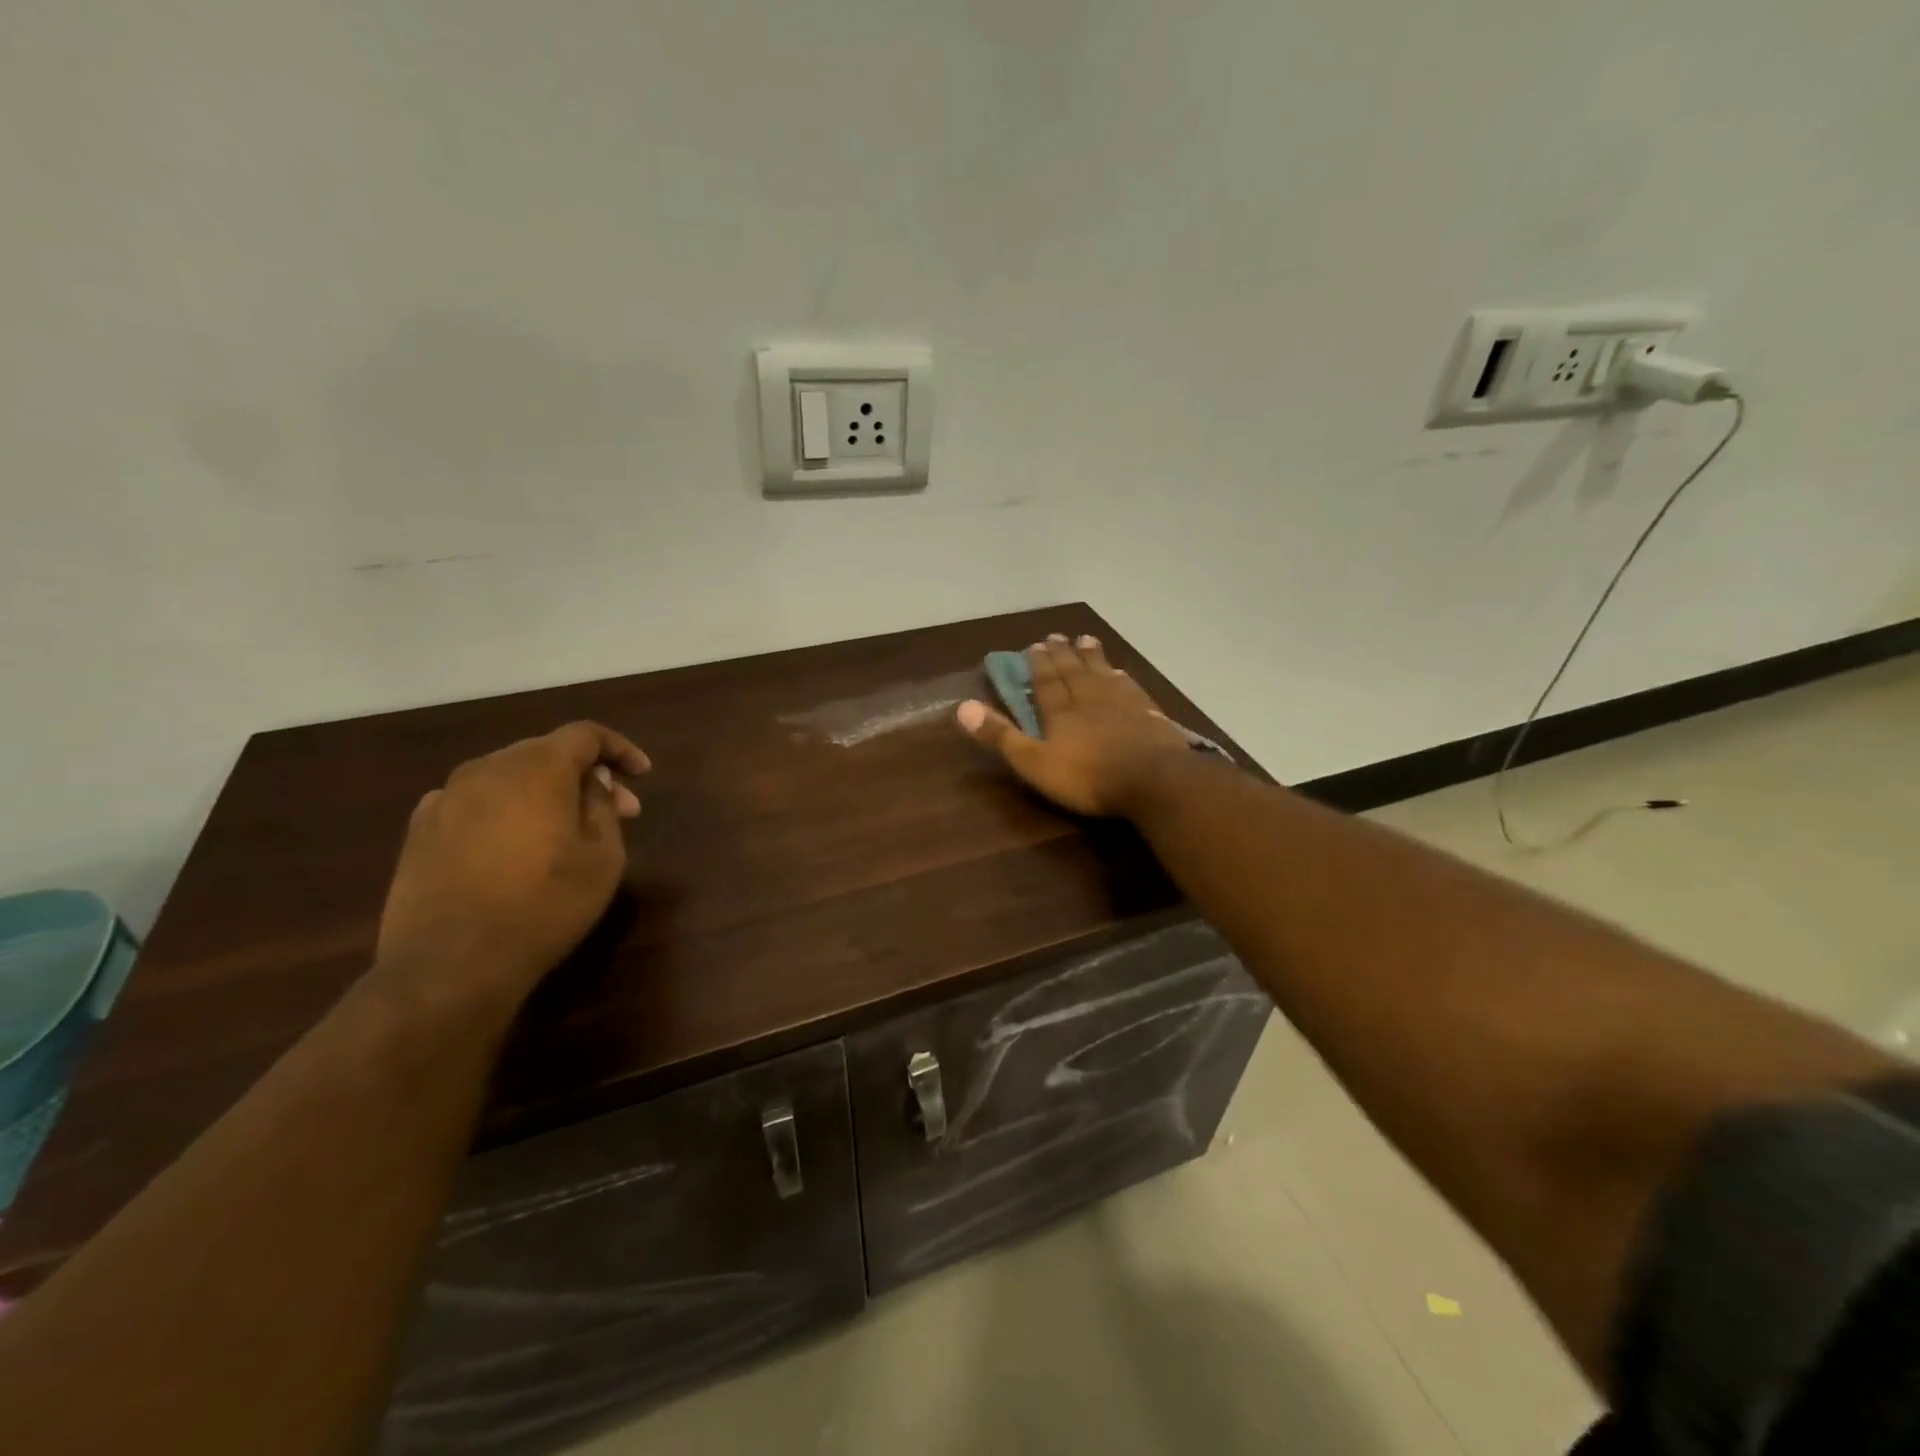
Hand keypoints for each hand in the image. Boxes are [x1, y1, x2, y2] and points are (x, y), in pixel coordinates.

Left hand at [375, 721, 650, 1010]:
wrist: (450, 964)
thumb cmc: (545, 906)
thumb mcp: (603, 857)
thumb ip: (602, 807)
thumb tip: (592, 783)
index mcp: (537, 768)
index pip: (585, 735)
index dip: (619, 748)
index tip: (642, 774)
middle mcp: (487, 769)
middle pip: (545, 752)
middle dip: (585, 774)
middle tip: (616, 809)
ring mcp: (446, 798)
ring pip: (508, 776)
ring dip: (545, 792)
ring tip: (566, 829)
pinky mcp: (420, 830)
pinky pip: (475, 802)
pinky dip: (505, 810)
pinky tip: (515, 845)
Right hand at [955, 634, 1192, 815]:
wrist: (1152, 780)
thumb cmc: (1088, 777)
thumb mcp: (1034, 763)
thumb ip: (1001, 736)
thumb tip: (962, 706)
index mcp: (1061, 713)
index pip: (1046, 683)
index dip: (1038, 665)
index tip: (1034, 645)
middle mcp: (1090, 700)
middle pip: (1074, 672)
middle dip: (1063, 654)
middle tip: (1057, 635)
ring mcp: (1123, 705)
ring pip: (1103, 674)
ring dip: (1092, 657)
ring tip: (1086, 639)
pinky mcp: (1150, 716)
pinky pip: (1131, 688)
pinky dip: (1122, 677)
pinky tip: (1122, 673)